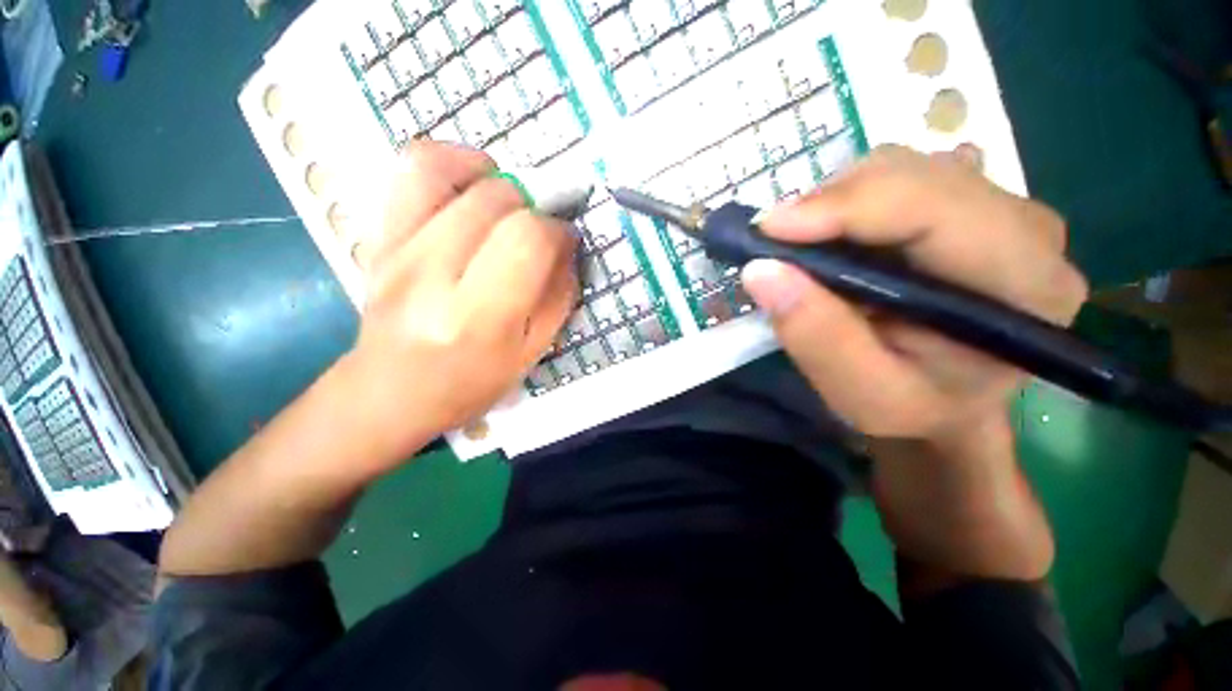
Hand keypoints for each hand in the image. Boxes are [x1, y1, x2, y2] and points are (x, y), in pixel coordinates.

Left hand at [339, 141, 577, 464]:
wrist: (389, 392)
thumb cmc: (470, 382)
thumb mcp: (531, 353)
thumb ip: (558, 297)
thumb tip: (567, 246)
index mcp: (478, 317)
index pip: (527, 240)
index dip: (557, 231)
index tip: (565, 242)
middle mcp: (431, 275)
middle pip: (495, 200)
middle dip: (533, 208)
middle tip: (538, 233)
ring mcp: (396, 249)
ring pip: (449, 171)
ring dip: (495, 177)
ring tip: (509, 202)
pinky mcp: (379, 236)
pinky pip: (411, 171)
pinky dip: (451, 161)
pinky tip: (473, 183)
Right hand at [741, 145, 1087, 441]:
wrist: (950, 405)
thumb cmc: (914, 409)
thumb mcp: (861, 394)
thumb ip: (817, 337)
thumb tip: (761, 270)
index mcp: (1025, 286)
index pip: (935, 208)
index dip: (845, 206)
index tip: (768, 229)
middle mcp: (1028, 231)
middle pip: (917, 175)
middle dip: (831, 203)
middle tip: (774, 243)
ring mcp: (1001, 210)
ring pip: (904, 167)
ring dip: (836, 202)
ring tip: (801, 247)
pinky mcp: (970, 205)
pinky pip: (900, 177)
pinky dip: (848, 202)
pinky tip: (832, 238)